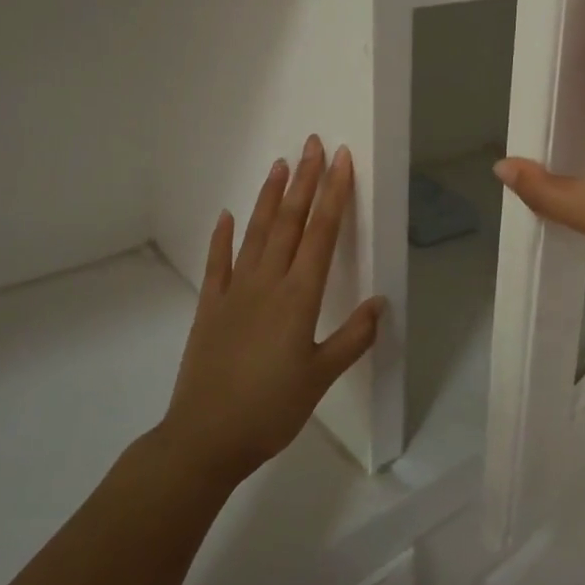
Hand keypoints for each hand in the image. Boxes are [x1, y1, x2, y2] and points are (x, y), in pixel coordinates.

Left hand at [161, 137, 382, 482]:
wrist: (204, 439)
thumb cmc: (271, 410)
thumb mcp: (321, 377)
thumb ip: (352, 338)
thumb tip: (381, 303)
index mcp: (299, 297)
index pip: (322, 233)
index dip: (334, 194)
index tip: (342, 161)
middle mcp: (267, 284)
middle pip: (290, 222)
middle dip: (305, 181)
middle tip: (313, 144)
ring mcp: (234, 293)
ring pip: (256, 233)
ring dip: (270, 197)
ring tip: (280, 165)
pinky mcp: (209, 308)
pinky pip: (218, 264)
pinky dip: (222, 237)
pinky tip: (227, 215)